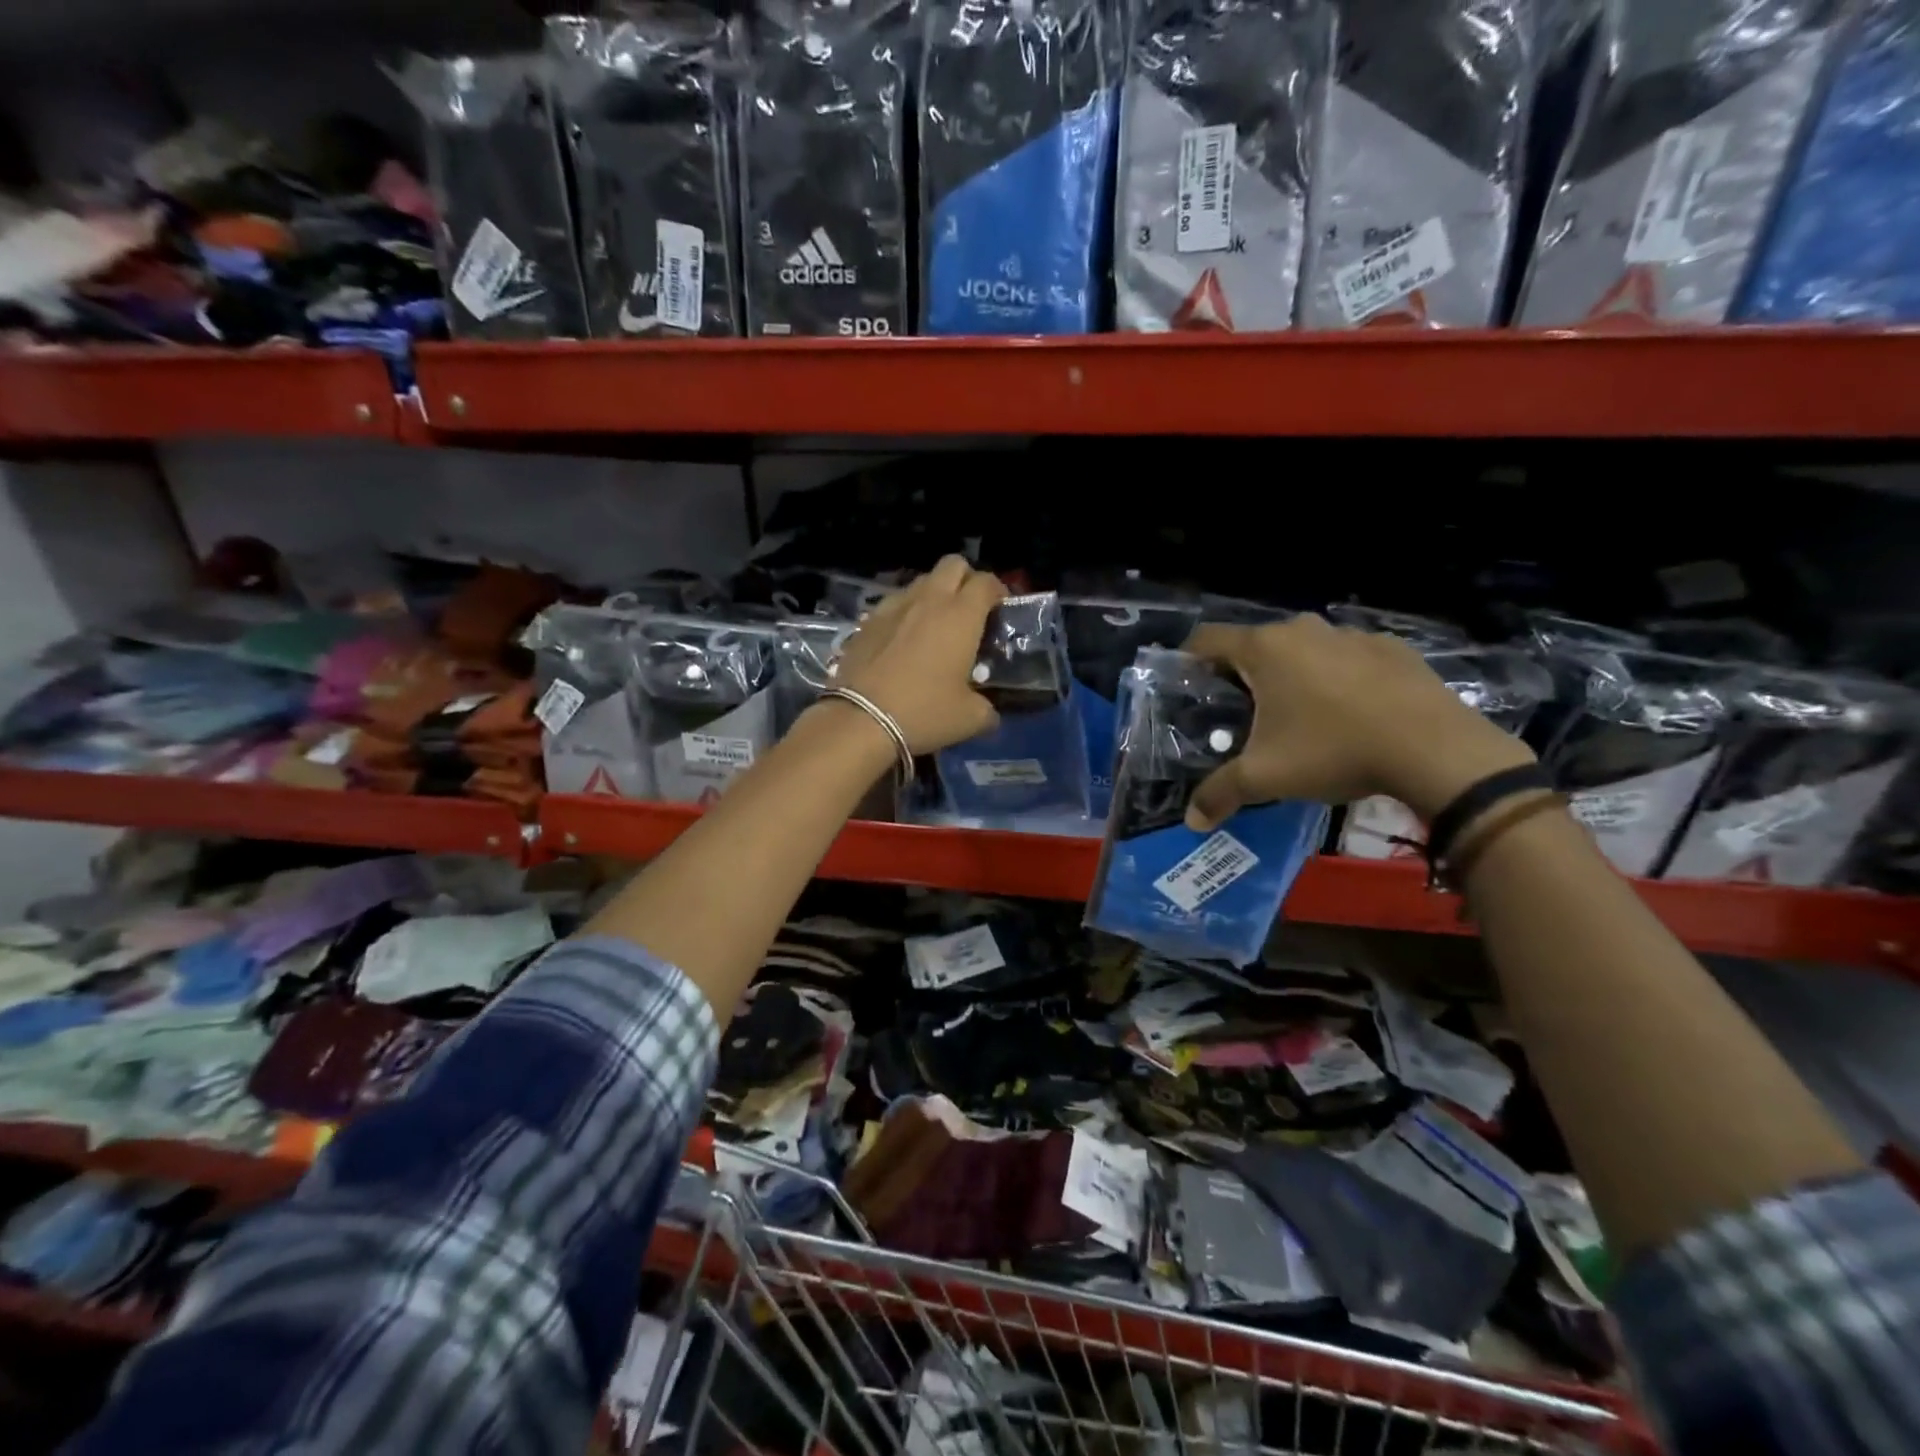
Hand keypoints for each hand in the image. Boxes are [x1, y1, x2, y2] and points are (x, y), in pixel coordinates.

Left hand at [830, 555, 1004, 753]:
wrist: (860, 720)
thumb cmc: (924, 712)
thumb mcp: (969, 719)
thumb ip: (987, 708)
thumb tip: (989, 712)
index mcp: (961, 615)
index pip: (986, 582)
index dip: (998, 591)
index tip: (1001, 611)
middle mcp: (929, 600)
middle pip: (953, 565)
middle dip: (966, 579)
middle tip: (970, 610)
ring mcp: (894, 606)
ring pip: (921, 582)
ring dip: (934, 594)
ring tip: (936, 625)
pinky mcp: (868, 621)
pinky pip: (895, 603)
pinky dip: (906, 613)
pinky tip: (904, 640)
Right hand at [1181, 615, 1534, 830]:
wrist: (1435, 749)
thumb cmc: (1334, 751)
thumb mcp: (1266, 777)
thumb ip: (1220, 794)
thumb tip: (1192, 820)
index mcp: (1264, 649)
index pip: (1206, 639)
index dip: (1189, 660)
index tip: (1188, 689)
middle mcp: (1302, 630)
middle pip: (1254, 645)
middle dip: (1242, 675)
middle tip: (1240, 715)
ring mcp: (1351, 635)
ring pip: (1303, 649)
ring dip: (1291, 675)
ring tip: (1297, 716)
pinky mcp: (1391, 648)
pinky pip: (1346, 658)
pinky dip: (1336, 677)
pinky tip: (1348, 713)